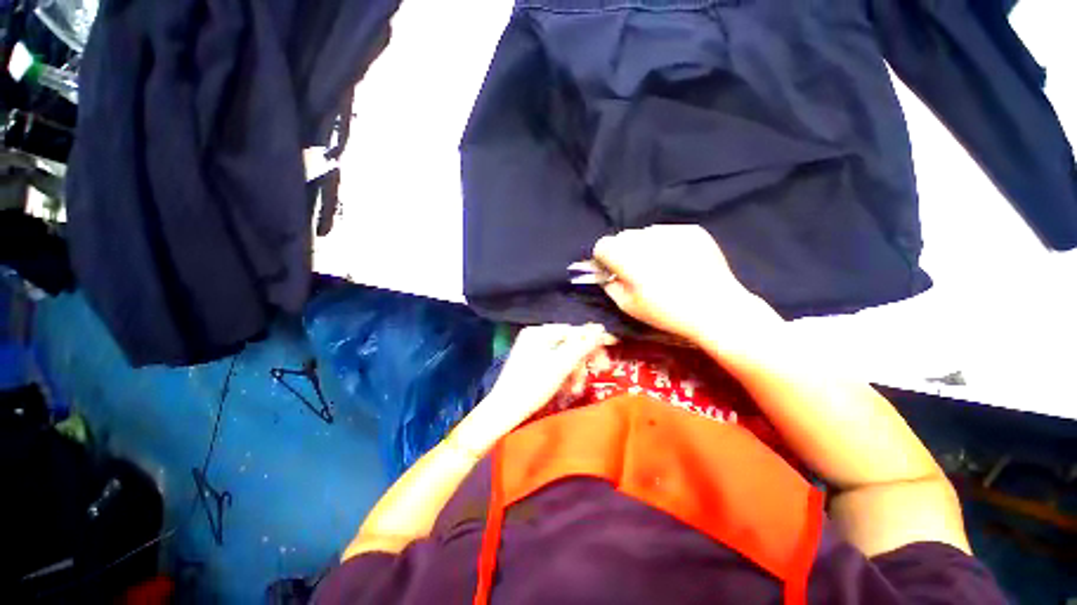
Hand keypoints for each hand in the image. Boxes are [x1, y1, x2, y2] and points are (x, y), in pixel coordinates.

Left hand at [451, 324, 614, 455]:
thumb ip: (582, 346)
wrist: (504, 411)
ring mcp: (533, 350)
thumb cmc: (532, 386)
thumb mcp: (561, 366)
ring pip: (563, 356)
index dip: (592, 341)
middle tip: (598, 371)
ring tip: (577, 389)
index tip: (609, 350)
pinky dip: (564, 375)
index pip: (573, 331)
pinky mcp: (532, 363)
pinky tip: (568, 388)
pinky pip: (554, 364)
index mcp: (539, 332)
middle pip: (569, 344)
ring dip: (574, 371)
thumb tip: (600, 329)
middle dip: (582, 361)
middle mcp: (535, 336)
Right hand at [593, 225, 781, 344]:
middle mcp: (645, 237)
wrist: (716, 309)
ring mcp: (670, 231)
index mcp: (625, 256)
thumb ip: (610, 285)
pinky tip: (679, 263)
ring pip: (645, 233)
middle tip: (637, 271)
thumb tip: (606, 274)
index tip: (613, 272)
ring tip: (661, 267)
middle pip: (623, 237)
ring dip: (645, 247)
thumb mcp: (628, 306)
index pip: (602, 245)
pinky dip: (666, 244)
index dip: (604, 259)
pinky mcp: (691, 230)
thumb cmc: (666, 312)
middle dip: (624, 252)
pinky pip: (668, 233)